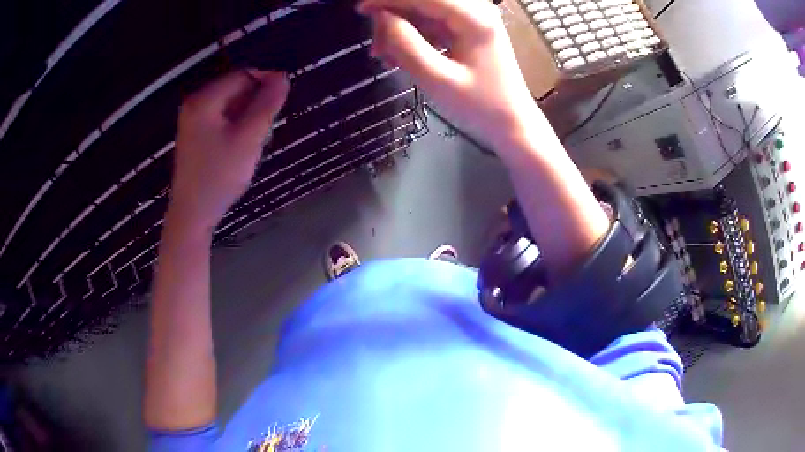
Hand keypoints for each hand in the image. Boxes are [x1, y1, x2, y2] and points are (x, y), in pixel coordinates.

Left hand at [170, 70, 288, 230]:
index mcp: (204, 100)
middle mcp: (195, 104)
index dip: (265, 83)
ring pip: (230, 105)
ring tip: (252, 142)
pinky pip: (221, 119)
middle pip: (235, 89)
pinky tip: (239, 147)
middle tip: (264, 130)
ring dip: (247, 117)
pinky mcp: (194, 135)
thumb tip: (282, 76)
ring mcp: (192, 120)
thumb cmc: (219, 176)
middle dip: (255, 103)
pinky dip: (235, 126)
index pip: (242, 75)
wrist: (192, 214)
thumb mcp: (248, 138)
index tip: (281, 104)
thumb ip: (266, 105)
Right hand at [358, 0, 540, 151]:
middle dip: (394, 16)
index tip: (361, 9)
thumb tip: (381, 16)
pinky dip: (414, 36)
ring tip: (385, 56)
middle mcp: (476, 9)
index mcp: (474, 17)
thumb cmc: (480, 106)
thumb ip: (405, 43)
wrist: (512, 123)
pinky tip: (400, 56)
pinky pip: (433, 23)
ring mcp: (473, 19)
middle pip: (423, 0)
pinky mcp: (469, 30)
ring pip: (425, 11)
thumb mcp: (437, 78)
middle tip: (376, 45)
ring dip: (402, 29)